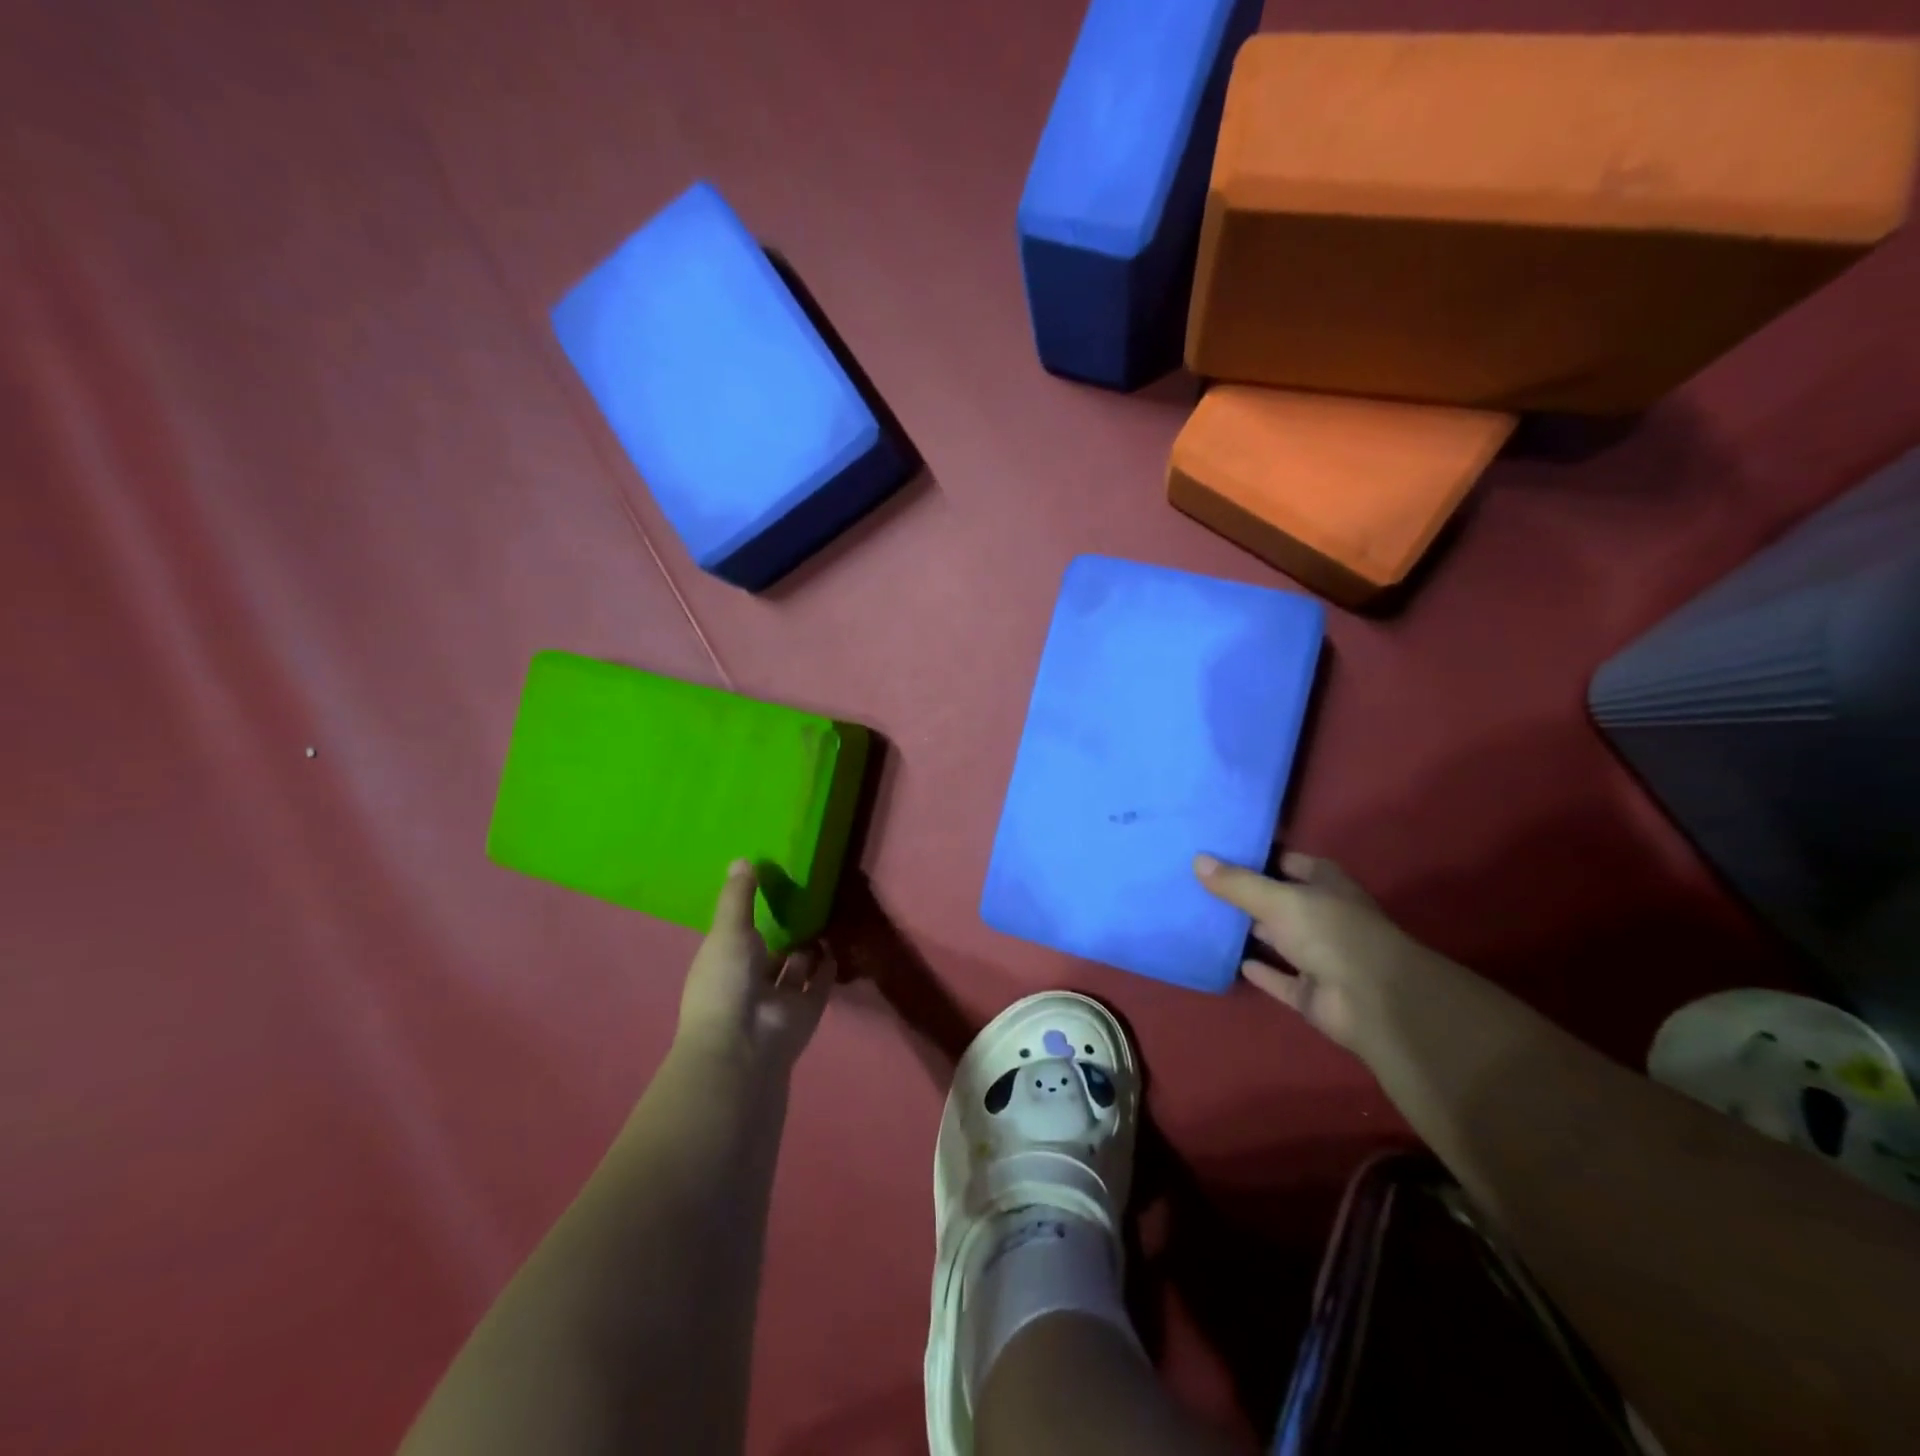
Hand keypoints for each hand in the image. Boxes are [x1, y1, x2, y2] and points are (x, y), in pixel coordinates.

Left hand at [676, 860, 831, 1073]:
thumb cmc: (726, 982)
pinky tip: (837, 945)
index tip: (770, 889)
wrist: (744, 1042)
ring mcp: (779, 1000)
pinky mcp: (806, 1012)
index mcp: (724, 964)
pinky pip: (819, 986)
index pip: (737, 937)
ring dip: (807, 949)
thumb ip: (738, 897)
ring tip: (823, 917)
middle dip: (783, 934)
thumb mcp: (728, 930)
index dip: (751, 917)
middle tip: (804, 901)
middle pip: (769, 955)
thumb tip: (742, 859)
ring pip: (795, 970)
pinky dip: (828, 969)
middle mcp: (750, 983)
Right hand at [1195, 851, 1441, 1062]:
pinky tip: (1233, 962)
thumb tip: (1197, 860)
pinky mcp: (1311, 991)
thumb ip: (1238, 883)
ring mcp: (1320, 955)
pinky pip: (1279, 978)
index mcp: (1326, 885)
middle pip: (1282, 901)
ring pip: (1279, 940)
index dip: (1263, 857)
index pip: (1291, 863)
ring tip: (1208, 919)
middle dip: (1249, 895)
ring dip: (1252, 933)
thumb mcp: (1278, 899)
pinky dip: (1261, 972)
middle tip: (1204, 885)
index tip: (1224, 852)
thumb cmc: (1329, 932)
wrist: (1371, 1000)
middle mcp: (1324, 916)